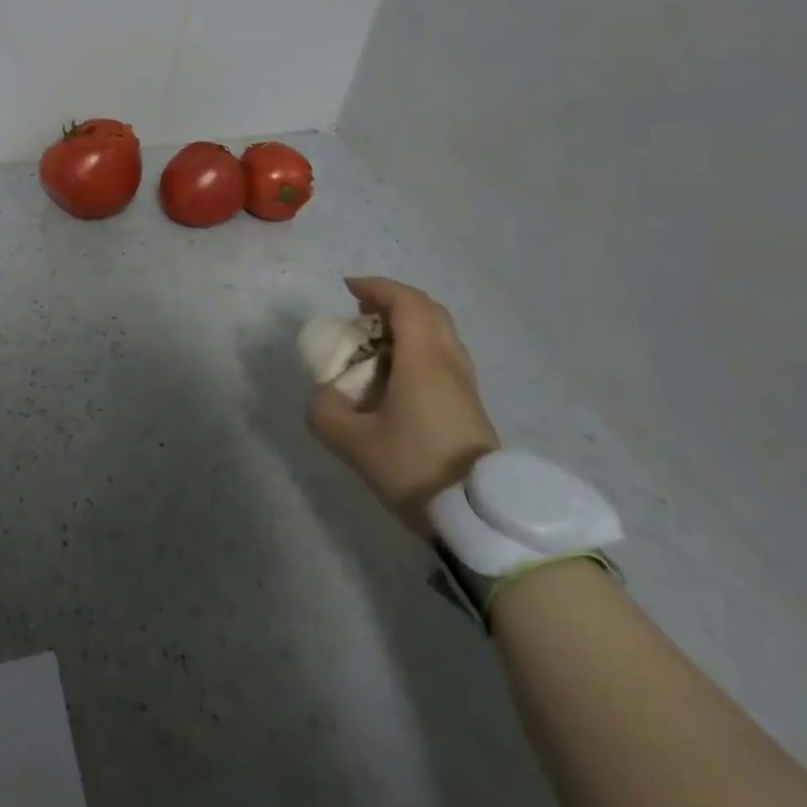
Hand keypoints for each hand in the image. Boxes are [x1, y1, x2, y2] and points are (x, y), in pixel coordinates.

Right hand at [307, 277, 497, 533]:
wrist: (480, 519)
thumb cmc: (415, 469)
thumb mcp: (353, 443)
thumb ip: (326, 411)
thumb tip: (326, 394)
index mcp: (424, 363)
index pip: (407, 304)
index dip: (377, 288)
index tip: (348, 289)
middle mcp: (450, 364)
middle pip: (430, 311)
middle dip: (394, 301)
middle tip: (362, 311)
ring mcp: (465, 385)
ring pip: (441, 333)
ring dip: (408, 323)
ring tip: (376, 340)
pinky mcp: (470, 405)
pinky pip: (444, 355)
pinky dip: (418, 346)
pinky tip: (397, 372)